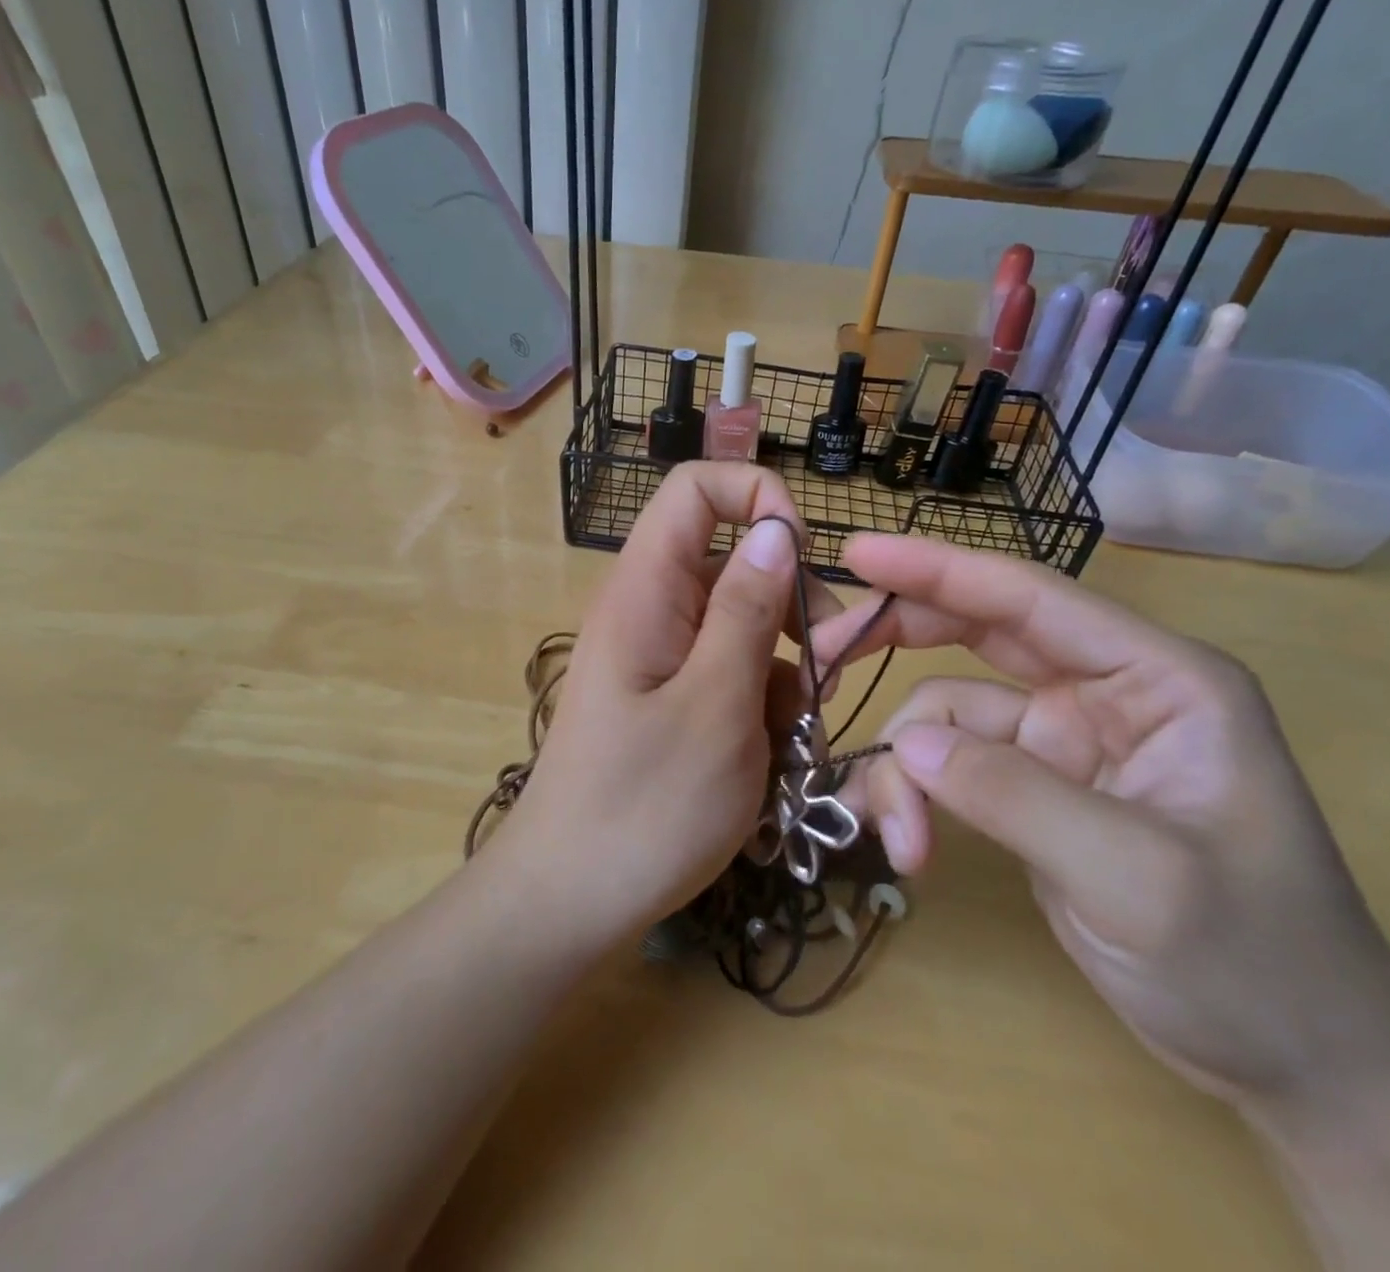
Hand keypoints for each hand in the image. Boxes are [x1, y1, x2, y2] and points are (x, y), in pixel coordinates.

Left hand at [494, 464, 831, 950]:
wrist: (568, 900)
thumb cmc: (644, 807)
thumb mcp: (717, 705)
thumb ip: (748, 610)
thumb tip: (775, 527)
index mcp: (646, 589)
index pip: (694, 489)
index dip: (756, 498)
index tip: (805, 559)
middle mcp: (648, 610)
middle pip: (732, 562)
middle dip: (789, 606)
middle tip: (821, 674)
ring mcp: (657, 657)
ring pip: (741, 626)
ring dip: (782, 670)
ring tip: (789, 737)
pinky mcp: (667, 699)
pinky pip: (727, 673)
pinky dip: (759, 705)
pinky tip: (767, 759)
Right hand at [816, 534, 1389, 1114]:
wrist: (1298, 1067)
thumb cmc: (1257, 965)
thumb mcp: (1139, 879)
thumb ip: (1016, 797)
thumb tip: (905, 747)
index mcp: (1156, 680)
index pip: (1028, 599)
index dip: (938, 569)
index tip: (857, 552)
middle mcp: (1102, 694)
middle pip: (975, 634)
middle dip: (896, 644)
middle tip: (821, 661)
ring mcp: (1060, 743)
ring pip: (946, 716)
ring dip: (907, 769)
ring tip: (898, 839)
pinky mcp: (1029, 790)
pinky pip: (947, 768)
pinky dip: (915, 798)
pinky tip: (906, 846)